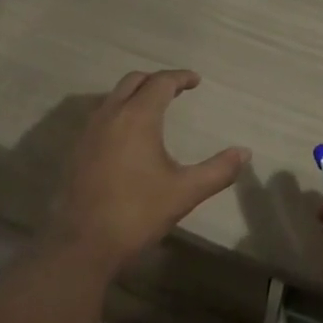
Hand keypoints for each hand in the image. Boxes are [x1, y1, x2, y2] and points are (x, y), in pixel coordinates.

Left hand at [47, 70, 249, 276]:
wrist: (82, 245)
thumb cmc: (137, 213)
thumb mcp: (184, 192)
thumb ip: (218, 170)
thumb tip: (244, 153)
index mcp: (138, 117)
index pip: (161, 82)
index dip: (180, 77)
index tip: (196, 81)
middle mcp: (111, 114)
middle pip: (134, 80)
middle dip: (156, 80)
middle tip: (176, 91)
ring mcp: (89, 131)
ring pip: (114, 96)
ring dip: (135, 94)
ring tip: (154, 109)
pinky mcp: (77, 150)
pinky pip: (101, 115)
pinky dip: (119, 111)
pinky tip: (128, 136)